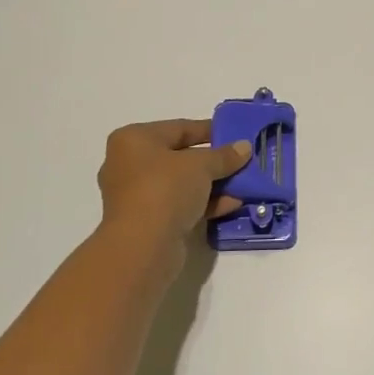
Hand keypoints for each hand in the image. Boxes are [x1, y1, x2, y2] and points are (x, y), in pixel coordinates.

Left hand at [97, 119, 250, 250]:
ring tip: (242, 184)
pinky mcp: (147, 222)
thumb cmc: (165, 189)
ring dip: (212, 184)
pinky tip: (232, 204)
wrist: (142, 246)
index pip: (179, 128)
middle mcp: (129, 164)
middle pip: (180, 157)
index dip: (209, 130)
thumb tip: (244, 147)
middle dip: (213, 161)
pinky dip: (204, 203)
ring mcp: (137, 195)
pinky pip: (180, 205)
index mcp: (133, 140)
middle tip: (241, 160)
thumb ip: (224, 155)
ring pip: (181, 183)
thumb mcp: (201, 165)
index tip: (235, 134)